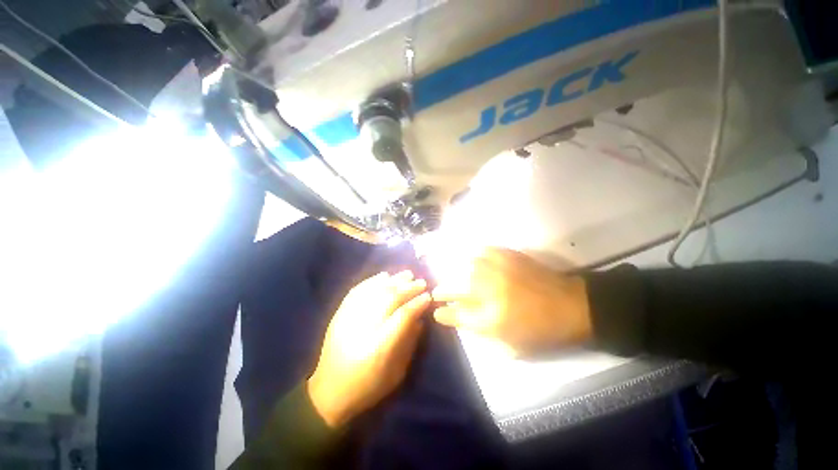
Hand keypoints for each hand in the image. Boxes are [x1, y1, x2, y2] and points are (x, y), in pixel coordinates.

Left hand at [307, 271, 430, 427]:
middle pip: (390, 298)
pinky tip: (384, 275)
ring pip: (375, 290)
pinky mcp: (339, 314)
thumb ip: (409, 342)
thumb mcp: (396, 372)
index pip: (403, 315)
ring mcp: (349, 318)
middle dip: (408, 288)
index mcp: (380, 346)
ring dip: (393, 280)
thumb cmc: (367, 386)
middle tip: (421, 282)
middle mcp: (364, 327)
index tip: (428, 297)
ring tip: (407, 274)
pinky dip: (373, 280)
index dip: (417, 303)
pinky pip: (358, 290)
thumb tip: (419, 318)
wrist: (329, 392)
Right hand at [432, 248, 591, 356]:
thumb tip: (461, 317)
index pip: (456, 315)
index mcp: (492, 319)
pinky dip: (473, 256)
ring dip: (453, 273)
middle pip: (454, 288)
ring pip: (464, 267)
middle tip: (437, 292)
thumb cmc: (542, 331)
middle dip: (441, 291)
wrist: (573, 306)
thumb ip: (482, 331)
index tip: (436, 311)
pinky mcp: (508, 256)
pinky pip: (482, 252)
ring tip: (451, 277)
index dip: (443, 313)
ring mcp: (498, 271)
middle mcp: (490, 292)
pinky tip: (471, 260)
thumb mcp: (512, 345)